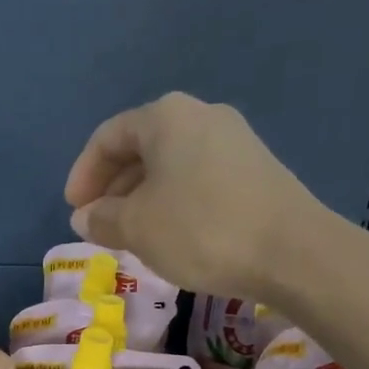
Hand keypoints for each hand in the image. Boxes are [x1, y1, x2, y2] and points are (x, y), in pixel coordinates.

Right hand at [64, 92, 325, 298]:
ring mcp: (235, 141)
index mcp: (166, 117)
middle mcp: (201, 116)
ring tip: (132, 234)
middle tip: (100, 224)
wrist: (294, 252)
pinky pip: (199, 178)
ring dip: (143, 197)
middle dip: (114, 187)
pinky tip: (173, 234)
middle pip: (142, 147)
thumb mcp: (138, 228)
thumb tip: (85, 217)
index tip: (74, 210)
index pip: (108, 137)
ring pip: (171, 165)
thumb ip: (103, 219)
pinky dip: (175, 201)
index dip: (83, 174)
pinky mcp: (257, 169)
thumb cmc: (202, 230)